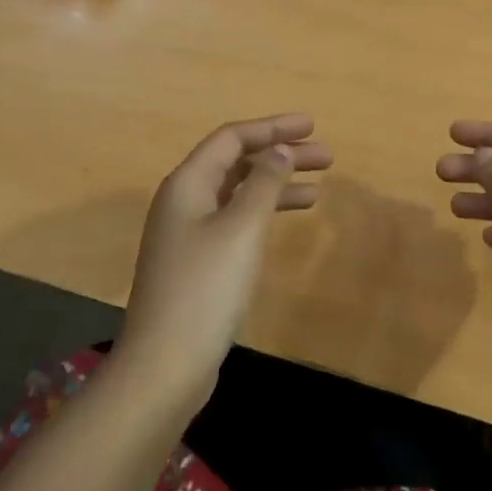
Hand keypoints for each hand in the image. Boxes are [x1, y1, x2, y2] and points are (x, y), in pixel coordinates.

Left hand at [118, 114, 331, 408]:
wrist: (165, 364)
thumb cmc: (206, 288)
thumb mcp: (241, 229)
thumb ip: (263, 183)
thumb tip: (280, 150)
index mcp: (187, 184)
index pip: (232, 138)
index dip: (273, 128)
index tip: (312, 126)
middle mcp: (183, 201)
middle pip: (236, 163)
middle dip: (280, 155)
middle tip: (326, 156)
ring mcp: (188, 233)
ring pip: (238, 193)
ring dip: (276, 185)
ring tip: (319, 188)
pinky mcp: (197, 262)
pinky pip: (235, 220)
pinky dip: (263, 214)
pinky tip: (287, 221)